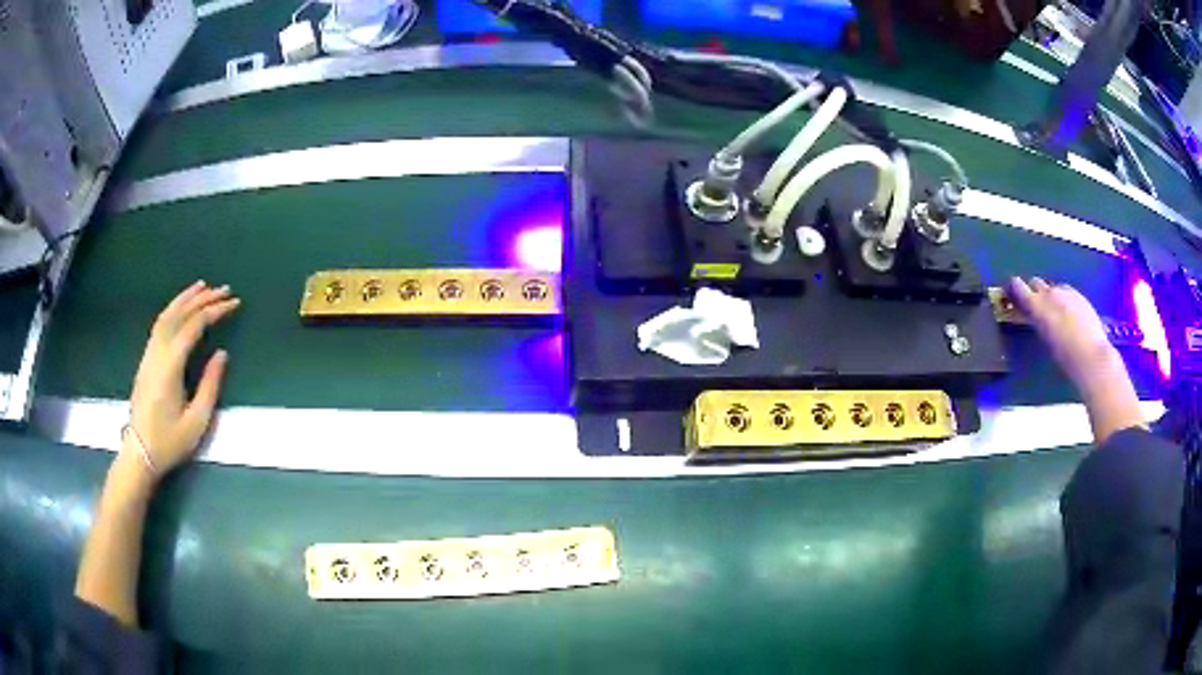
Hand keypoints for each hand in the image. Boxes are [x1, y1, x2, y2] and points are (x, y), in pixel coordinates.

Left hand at [127, 281, 239, 478]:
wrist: (140, 453)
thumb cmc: (170, 442)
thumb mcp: (196, 421)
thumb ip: (210, 385)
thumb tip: (222, 353)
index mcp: (170, 366)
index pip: (193, 327)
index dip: (214, 311)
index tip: (234, 304)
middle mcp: (157, 353)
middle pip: (179, 315)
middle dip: (202, 299)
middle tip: (224, 289)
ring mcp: (149, 354)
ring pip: (166, 315)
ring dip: (185, 298)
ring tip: (203, 286)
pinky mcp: (146, 359)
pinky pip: (160, 324)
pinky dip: (173, 309)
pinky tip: (181, 307)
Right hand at [1007, 277, 1114, 385]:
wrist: (1091, 354)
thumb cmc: (1065, 356)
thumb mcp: (1045, 339)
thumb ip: (1038, 321)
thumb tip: (1034, 315)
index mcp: (1037, 305)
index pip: (1018, 287)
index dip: (1014, 289)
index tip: (1012, 294)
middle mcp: (1050, 293)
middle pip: (1036, 283)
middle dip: (1034, 292)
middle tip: (1036, 307)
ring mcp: (1066, 291)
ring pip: (1053, 288)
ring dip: (1051, 296)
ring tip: (1057, 314)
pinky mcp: (1079, 294)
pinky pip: (1067, 292)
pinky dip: (1065, 300)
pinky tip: (1071, 316)